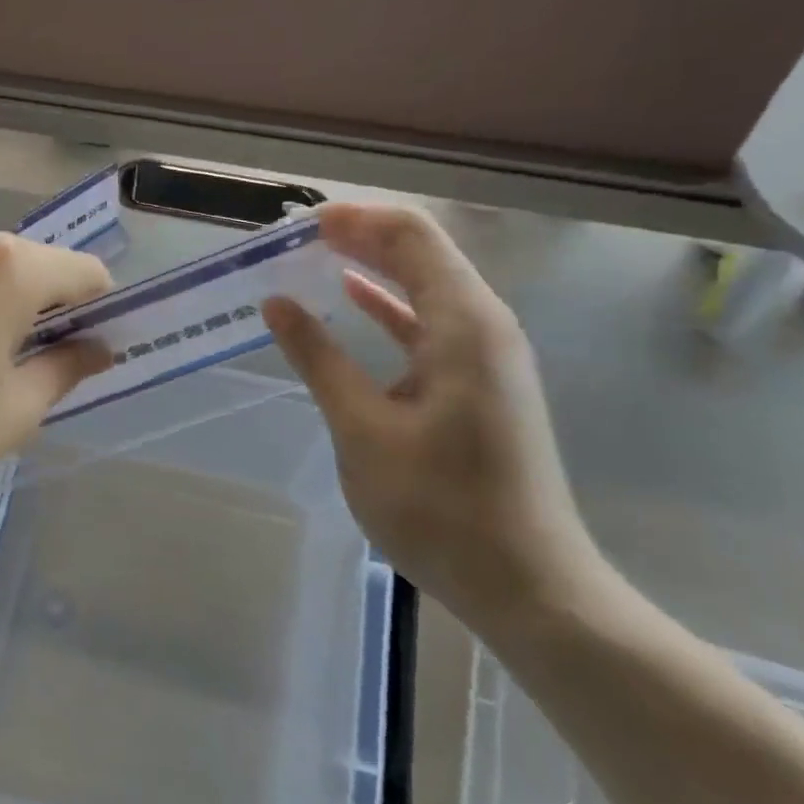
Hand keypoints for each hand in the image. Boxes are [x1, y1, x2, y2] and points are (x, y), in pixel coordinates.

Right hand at [263, 204, 604, 638]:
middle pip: (420, 253)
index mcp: (464, 324)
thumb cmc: (440, 506)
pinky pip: (428, 323)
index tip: (298, 223)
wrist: (527, 584)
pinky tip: (351, 299)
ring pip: (424, 286)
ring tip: (313, 257)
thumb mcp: (362, 429)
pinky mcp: (477, 382)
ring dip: (372, 266)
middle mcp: (483, 326)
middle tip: (295, 236)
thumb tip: (276, 303)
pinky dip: (387, 305)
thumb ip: (318, 358)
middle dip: (359, 236)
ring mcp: (484, 355)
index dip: (355, 219)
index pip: (411, 236)